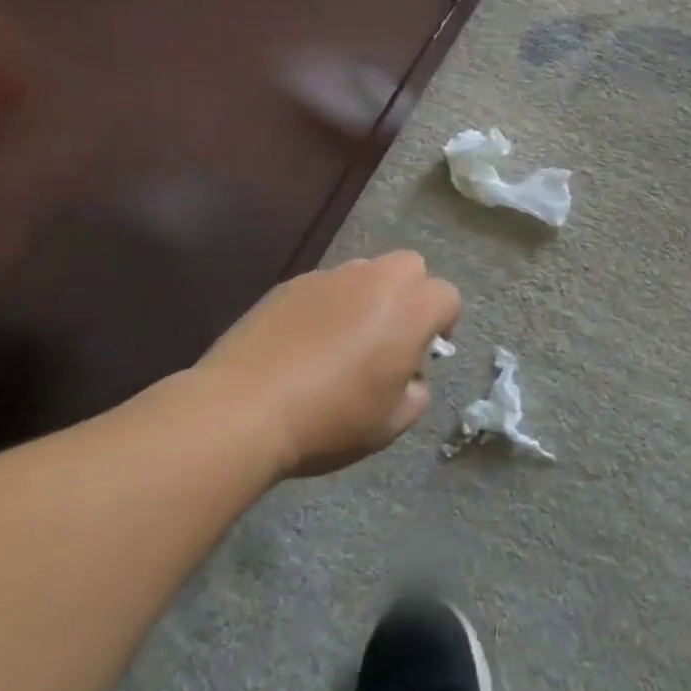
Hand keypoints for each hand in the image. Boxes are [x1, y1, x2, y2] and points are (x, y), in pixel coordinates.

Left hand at [200, 251, 460, 478]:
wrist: (243, 409)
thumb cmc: (329, 420)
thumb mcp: (391, 424)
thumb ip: (416, 391)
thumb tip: (409, 375)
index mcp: (409, 309)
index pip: (447, 296)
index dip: (444, 322)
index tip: (425, 353)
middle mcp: (376, 280)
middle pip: (411, 266)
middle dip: (411, 294)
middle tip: (391, 335)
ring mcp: (330, 276)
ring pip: (366, 272)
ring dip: (368, 296)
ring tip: (344, 339)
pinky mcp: (291, 283)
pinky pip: (325, 285)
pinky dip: (327, 305)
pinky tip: (304, 342)